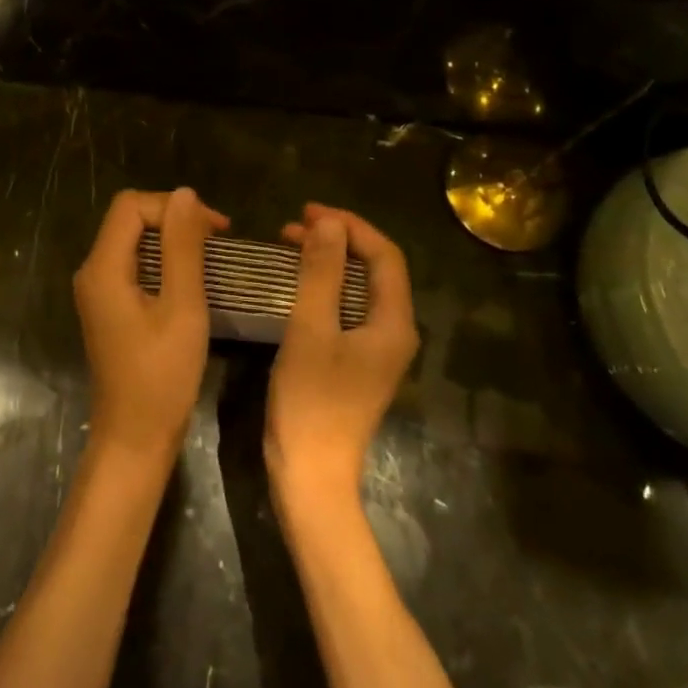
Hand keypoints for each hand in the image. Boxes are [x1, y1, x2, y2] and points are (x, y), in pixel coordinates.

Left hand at [74, 188, 229, 463]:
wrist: (134, 437)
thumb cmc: (162, 375)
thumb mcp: (182, 306)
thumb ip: (182, 247)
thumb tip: (185, 194)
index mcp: (103, 267)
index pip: (132, 206)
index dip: (174, 206)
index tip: (215, 228)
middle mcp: (92, 271)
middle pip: (129, 219)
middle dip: (173, 218)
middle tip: (216, 238)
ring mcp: (97, 291)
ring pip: (132, 241)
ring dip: (170, 239)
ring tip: (209, 254)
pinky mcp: (108, 307)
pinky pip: (133, 265)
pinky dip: (162, 261)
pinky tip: (189, 277)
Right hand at [267, 204, 419, 506]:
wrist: (311, 476)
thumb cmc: (310, 402)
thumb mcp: (311, 330)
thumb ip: (322, 273)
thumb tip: (329, 223)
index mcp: (394, 323)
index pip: (385, 255)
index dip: (350, 226)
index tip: (308, 211)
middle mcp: (395, 332)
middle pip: (376, 269)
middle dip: (339, 239)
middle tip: (294, 225)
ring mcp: (378, 350)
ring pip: (360, 288)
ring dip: (330, 261)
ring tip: (292, 244)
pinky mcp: (359, 362)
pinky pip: (348, 309)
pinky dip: (326, 287)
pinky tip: (299, 283)